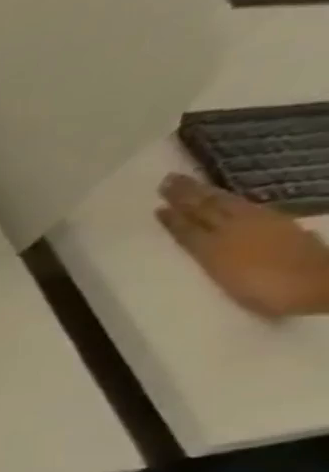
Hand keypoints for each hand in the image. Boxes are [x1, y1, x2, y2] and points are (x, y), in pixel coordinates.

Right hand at [156, 173, 328, 318]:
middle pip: (207, 209)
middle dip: (187, 195)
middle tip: (169, 180)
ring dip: (205, 193)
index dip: (173, 217)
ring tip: (190, 184)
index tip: (157, 205)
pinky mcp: (277, 223)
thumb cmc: (267, 291)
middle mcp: (235, 229)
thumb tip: (203, 238)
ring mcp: (260, 223)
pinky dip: (229, 201)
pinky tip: (224, 199)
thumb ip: (213, 256)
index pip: (189, 228)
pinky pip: (245, 207)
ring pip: (225, 204)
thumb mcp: (228, 279)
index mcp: (217, 247)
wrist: (317, 283)